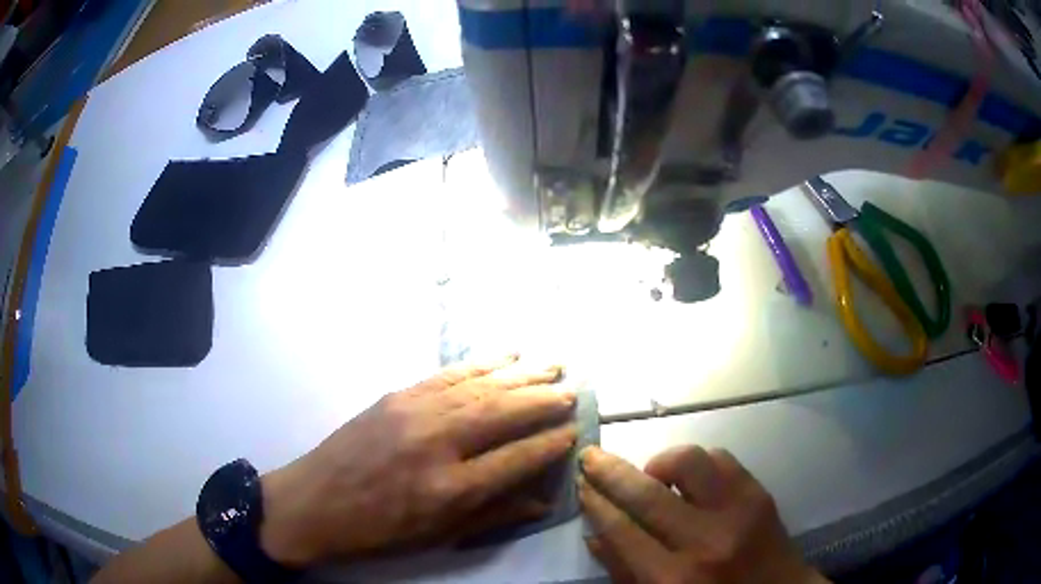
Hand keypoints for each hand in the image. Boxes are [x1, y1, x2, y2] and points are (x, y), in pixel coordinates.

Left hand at [258, 355, 577, 566]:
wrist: (316, 503)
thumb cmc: (380, 531)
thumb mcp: (439, 536)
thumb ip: (495, 513)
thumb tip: (543, 496)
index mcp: (449, 489)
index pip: (516, 458)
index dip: (550, 443)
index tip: (574, 431)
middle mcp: (436, 443)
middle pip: (503, 412)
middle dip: (543, 400)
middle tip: (572, 390)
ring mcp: (413, 412)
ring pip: (480, 386)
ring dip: (520, 374)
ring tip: (551, 365)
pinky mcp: (396, 395)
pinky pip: (448, 375)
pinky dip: (481, 363)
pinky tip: (504, 356)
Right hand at [578, 446, 827, 583]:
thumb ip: (624, 571)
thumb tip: (595, 534)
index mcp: (673, 578)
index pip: (622, 530)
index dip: (595, 503)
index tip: (580, 483)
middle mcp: (704, 541)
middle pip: (647, 493)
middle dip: (611, 471)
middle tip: (592, 457)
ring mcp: (737, 512)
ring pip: (689, 462)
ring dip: (661, 463)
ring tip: (654, 478)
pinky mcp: (759, 494)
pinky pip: (721, 458)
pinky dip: (698, 463)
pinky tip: (691, 481)